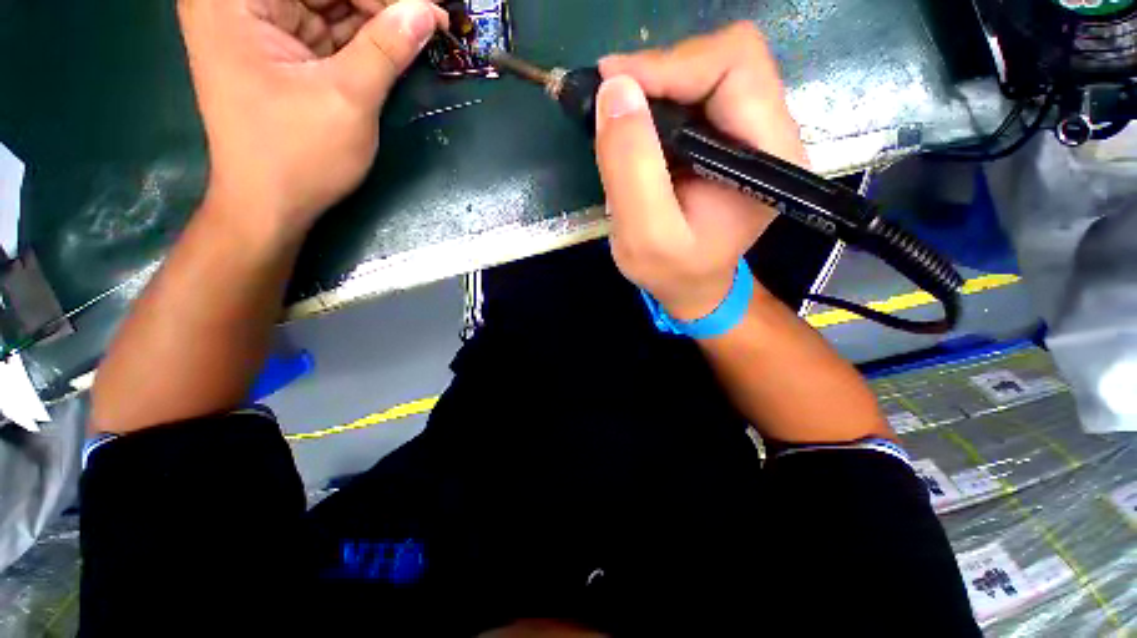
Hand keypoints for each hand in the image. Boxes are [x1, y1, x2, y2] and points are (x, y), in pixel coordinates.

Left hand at [178, 0, 446, 239]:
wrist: (269, 206)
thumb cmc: (298, 157)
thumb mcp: (348, 99)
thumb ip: (386, 48)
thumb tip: (425, 12)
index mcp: (235, 0)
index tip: (428, 8)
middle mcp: (239, 2)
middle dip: (377, 3)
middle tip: (427, 20)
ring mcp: (257, 25)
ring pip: (328, 4)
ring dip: (375, 19)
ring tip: (419, 31)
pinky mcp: (277, 49)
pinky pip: (327, 28)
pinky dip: (362, 37)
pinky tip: (394, 44)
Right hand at [595, 23, 807, 321]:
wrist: (693, 284)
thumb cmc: (674, 272)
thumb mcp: (645, 236)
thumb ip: (631, 168)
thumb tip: (614, 90)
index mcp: (768, 158)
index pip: (735, 66)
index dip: (670, 65)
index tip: (612, 86)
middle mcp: (772, 134)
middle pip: (723, 59)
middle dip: (659, 72)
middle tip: (610, 100)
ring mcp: (750, 132)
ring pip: (706, 70)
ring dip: (655, 87)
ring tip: (619, 119)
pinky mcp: (727, 137)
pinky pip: (694, 94)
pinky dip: (657, 101)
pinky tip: (635, 129)